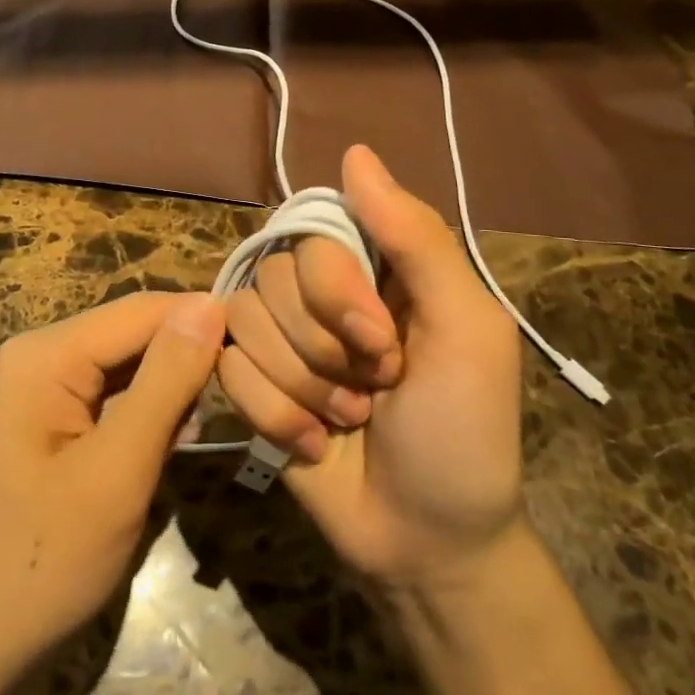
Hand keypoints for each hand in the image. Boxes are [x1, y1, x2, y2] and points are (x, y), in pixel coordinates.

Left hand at [0, 291, 226, 683]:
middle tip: (244, 397)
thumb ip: (166, 382)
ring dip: (169, 390)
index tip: (260, 350)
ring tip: (208, 426)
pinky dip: (145, 415)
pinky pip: (108, 397)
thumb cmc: (42, 562)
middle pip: (131, 335)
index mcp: (46, 354)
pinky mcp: (47, 421)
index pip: (141, 310)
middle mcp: (39, 355)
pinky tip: (170, 444)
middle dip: (185, 359)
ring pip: (125, 366)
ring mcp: (39, 389)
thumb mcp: (117, 471)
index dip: (202, 320)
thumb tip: (210, 306)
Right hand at [217, 145, 523, 588]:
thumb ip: (417, 238)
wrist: (425, 542)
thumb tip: (355, 152)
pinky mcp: (248, 382)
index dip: (336, 289)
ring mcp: (279, 337)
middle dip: (324, 350)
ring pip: (244, 320)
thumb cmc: (464, 432)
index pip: (314, 231)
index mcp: (372, 266)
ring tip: (346, 421)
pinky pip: (227, 368)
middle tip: (373, 391)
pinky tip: (312, 445)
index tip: (381, 344)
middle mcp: (318, 291)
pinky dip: (273, 414)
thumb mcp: (468, 330)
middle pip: (274, 275)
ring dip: (301, 387)